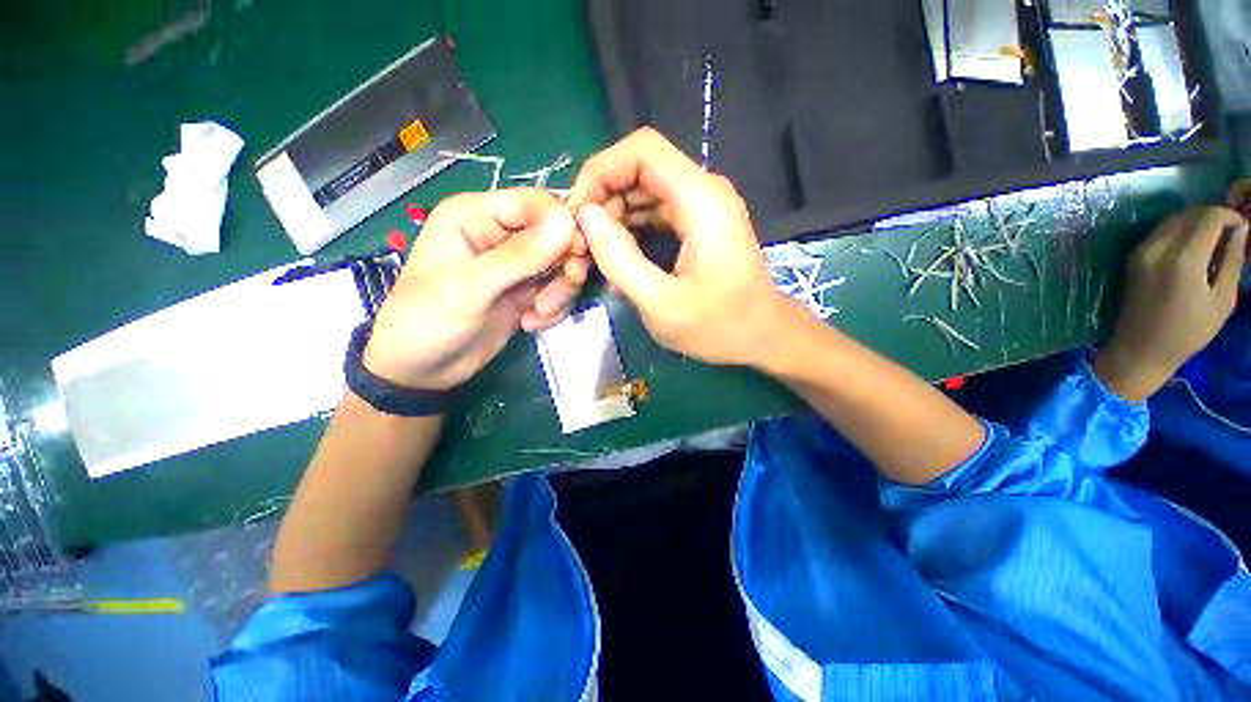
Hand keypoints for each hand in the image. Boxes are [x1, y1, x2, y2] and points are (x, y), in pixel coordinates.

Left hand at [364, 189, 584, 390]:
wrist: (421, 370)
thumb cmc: (428, 320)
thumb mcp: (471, 287)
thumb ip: (520, 256)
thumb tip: (568, 222)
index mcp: (477, 215)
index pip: (536, 204)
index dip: (563, 225)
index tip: (577, 256)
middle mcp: (500, 235)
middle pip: (557, 235)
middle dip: (564, 267)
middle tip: (555, 297)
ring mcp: (516, 266)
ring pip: (562, 266)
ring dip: (560, 293)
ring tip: (538, 314)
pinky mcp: (526, 292)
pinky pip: (558, 291)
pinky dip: (553, 310)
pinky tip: (530, 324)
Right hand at [567, 127, 795, 365]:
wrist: (763, 337)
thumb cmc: (719, 327)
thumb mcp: (661, 303)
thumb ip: (619, 259)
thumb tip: (586, 217)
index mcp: (701, 200)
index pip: (641, 151)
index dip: (600, 172)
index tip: (577, 214)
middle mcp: (703, 192)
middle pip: (638, 171)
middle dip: (601, 203)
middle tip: (580, 248)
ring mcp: (701, 208)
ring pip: (642, 193)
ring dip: (612, 221)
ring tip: (592, 258)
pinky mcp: (697, 225)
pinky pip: (653, 214)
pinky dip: (630, 232)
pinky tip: (617, 262)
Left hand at [1095, 206, 1247, 401]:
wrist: (1139, 349)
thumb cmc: (1187, 332)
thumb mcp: (1222, 299)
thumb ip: (1232, 260)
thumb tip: (1242, 229)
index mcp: (1183, 259)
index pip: (1209, 217)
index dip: (1230, 216)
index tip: (1244, 227)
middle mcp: (1158, 248)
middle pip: (1190, 213)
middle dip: (1214, 216)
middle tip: (1231, 232)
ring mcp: (1141, 252)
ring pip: (1173, 219)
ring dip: (1195, 221)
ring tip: (1215, 238)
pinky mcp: (1132, 258)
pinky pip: (1159, 232)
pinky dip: (1179, 229)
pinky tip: (1193, 246)